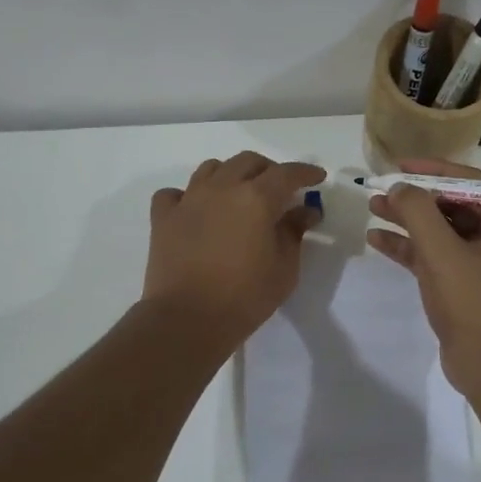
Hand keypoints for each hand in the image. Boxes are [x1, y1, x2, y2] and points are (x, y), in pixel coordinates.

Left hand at [144, 153, 325, 344]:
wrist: (187, 320)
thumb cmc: (245, 296)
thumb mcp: (284, 268)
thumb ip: (294, 232)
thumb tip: (305, 211)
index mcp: (256, 198)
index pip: (287, 173)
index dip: (305, 172)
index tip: (317, 177)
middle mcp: (222, 188)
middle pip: (248, 161)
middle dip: (268, 169)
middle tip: (279, 189)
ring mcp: (189, 200)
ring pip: (211, 168)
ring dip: (230, 174)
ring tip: (239, 194)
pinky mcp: (163, 217)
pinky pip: (174, 193)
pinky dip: (187, 195)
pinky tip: (195, 210)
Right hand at [366, 158, 480, 394]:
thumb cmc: (473, 303)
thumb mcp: (441, 252)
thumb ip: (418, 212)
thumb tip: (399, 187)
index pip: (469, 182)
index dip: (433, 170)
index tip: (399, 166)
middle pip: (452, 204)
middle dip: (414, 197)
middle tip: (379, 188)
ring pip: (440, 230)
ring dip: (407, 220)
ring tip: (372, 208)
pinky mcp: (464, 283)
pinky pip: (435, 255)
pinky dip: (409, 247)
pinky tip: (377, 240)